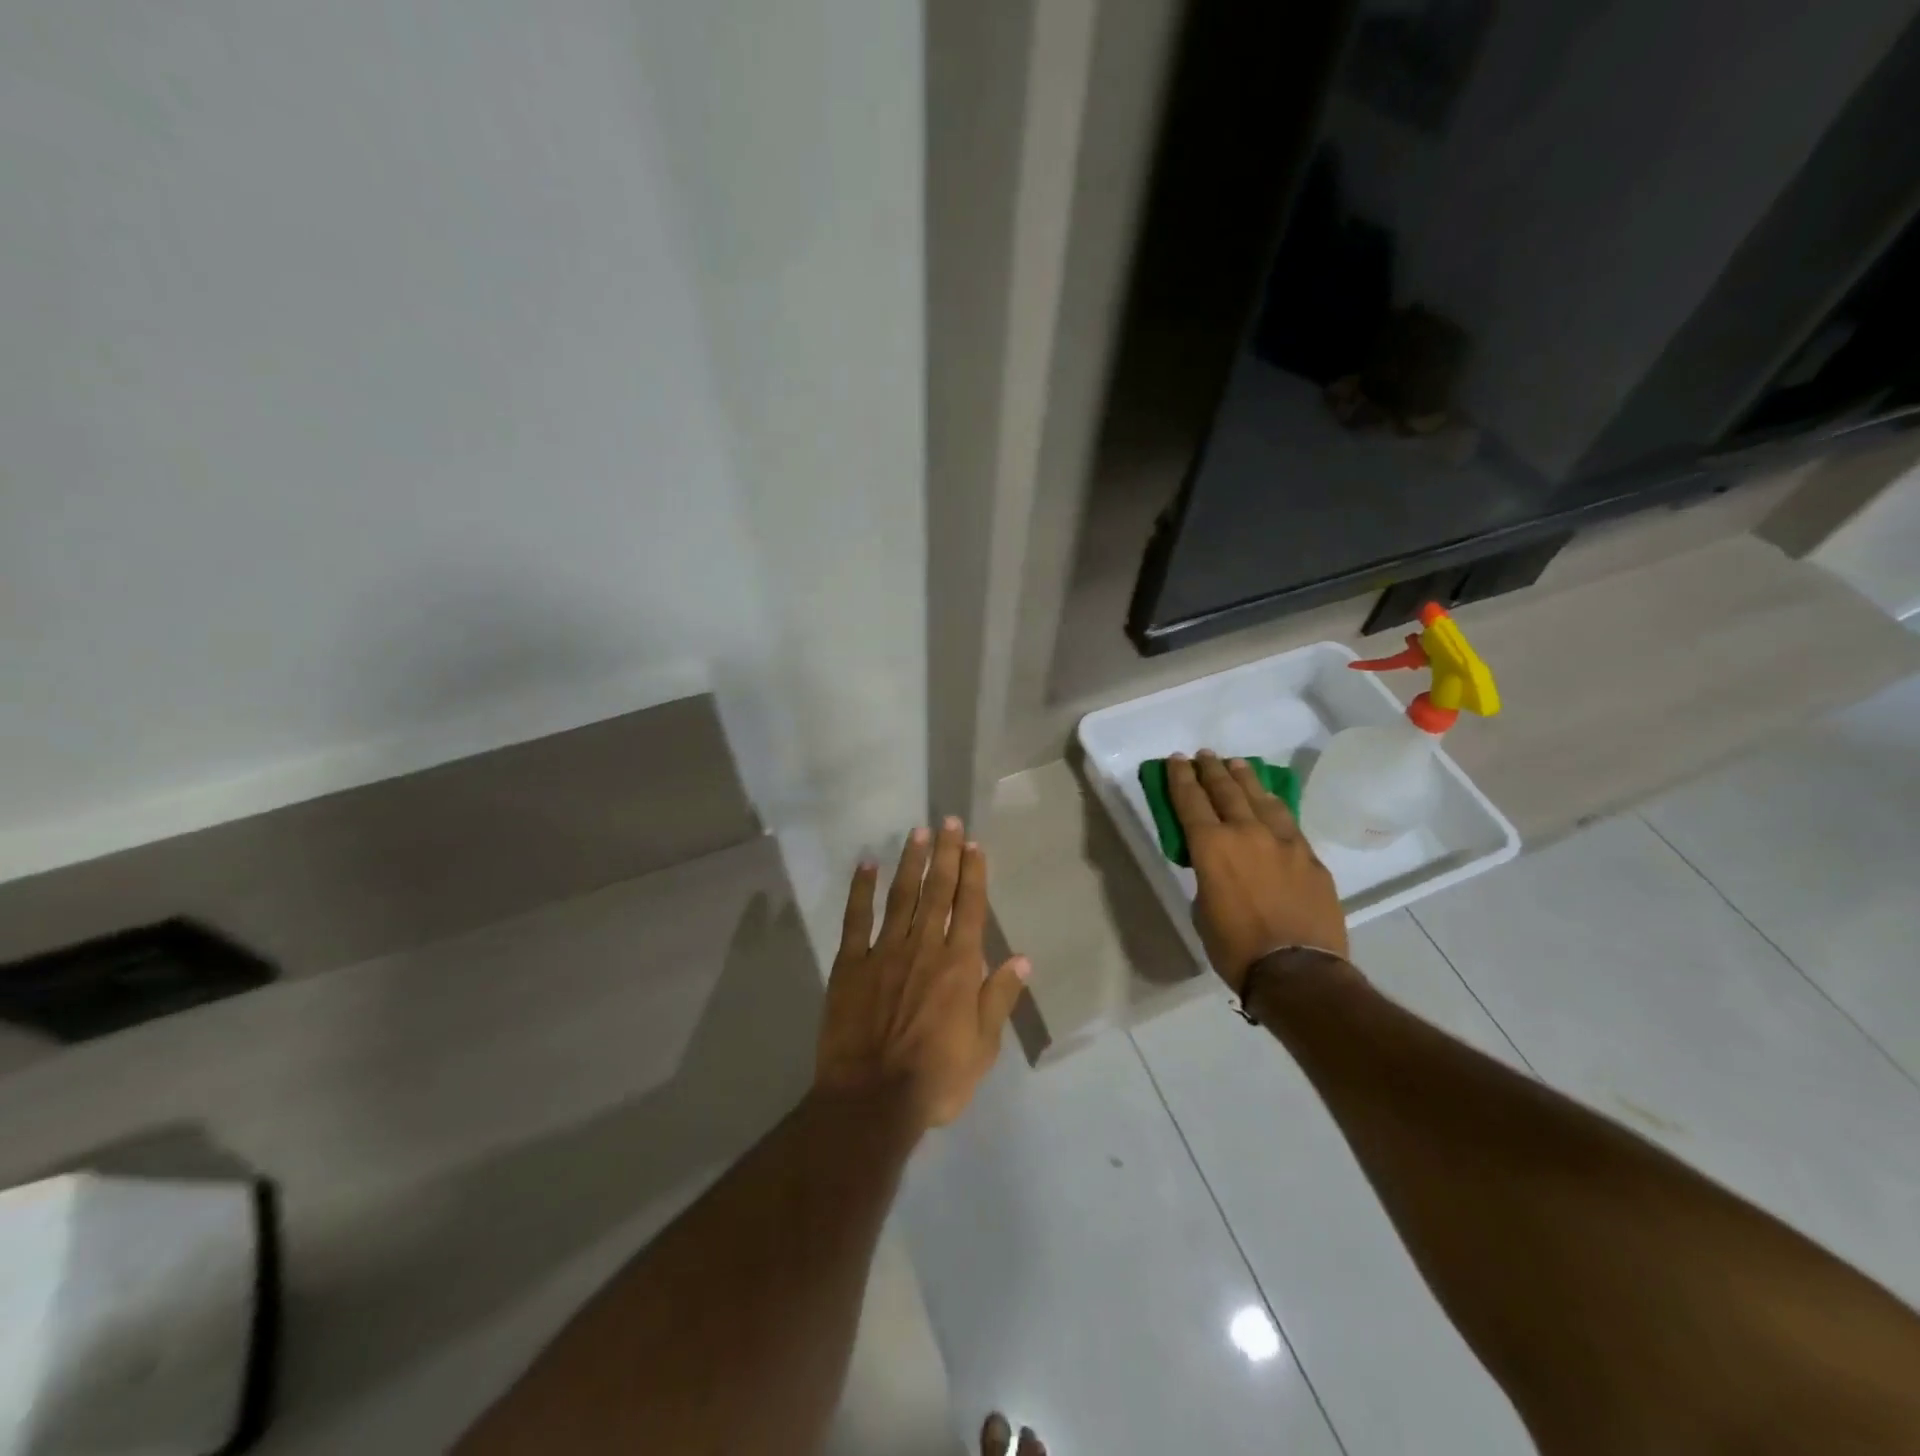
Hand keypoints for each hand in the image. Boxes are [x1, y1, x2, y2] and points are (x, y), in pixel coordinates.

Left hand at [816, 818, 1030, 1129]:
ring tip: (916, 833)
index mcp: (959, 965)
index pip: (970, 907)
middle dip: (945, 854)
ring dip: (910, 862)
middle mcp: (924, 947)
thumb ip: (999, 998)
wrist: (872, 1100)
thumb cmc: (936, 1078)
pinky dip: (861, 889)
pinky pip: (856, 918)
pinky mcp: (851, 964)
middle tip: (947, 821)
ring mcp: (885, 951)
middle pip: (938, 891)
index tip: (973, 843)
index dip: (973, 872)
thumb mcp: (983, 1047)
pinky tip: (866, 864)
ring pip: (901, 896)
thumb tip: (1022, 959)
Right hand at [1166, 751, 1348, 993]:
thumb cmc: (1236, 948)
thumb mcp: (1203, 911)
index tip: (1176, 760)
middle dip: (1211, 769)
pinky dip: (1273, 805)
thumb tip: (1219, 869)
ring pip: (1261, 798)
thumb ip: (1208, 878)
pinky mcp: (1310, 857)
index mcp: (1211, 847)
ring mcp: (1284, 842)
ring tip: (1236, 764)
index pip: (1190, 801)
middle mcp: (1246, 833)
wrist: (1298, 972)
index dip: (1180, 778)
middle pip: (1226, 790)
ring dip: (1245, 778)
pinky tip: (1270, 801)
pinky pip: (1287, 821)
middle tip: (1203, 755)